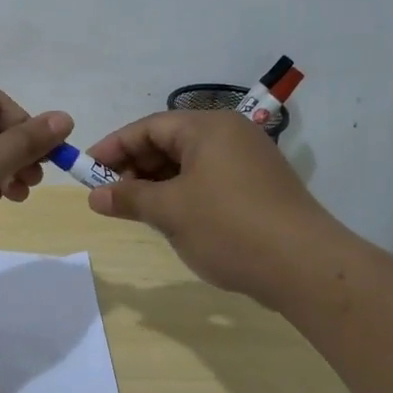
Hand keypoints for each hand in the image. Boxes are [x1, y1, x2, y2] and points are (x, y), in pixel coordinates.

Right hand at [87, 110, 344, 305]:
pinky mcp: (259, 187)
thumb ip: (129, 198)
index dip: (114, 148)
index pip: (149, 127)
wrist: (306, 266)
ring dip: (158, 183)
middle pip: (169, 141)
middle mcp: (230, 134)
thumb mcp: (170, 211)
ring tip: (135, 210)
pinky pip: (209, 180)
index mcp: (208, 127)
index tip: (87, 171)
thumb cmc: (228, 227)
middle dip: (135, 168)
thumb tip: (95, 196)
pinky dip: (183, 193)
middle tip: (109, 197)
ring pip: (189, 163)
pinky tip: (170, 218)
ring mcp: (249, 160)